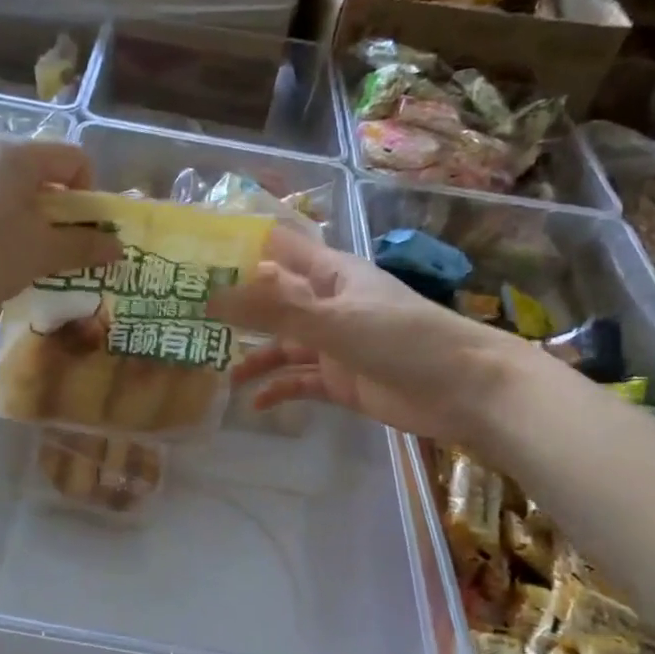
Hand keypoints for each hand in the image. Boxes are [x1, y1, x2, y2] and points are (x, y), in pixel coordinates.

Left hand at [0, 136, 120, 311]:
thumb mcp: (43, 253)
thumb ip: (84, 246)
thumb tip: (117, 247)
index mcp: (16, 154)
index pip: (73, 157)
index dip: (90, 193)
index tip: (85, 230)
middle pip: (40, 171)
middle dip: (60, 209)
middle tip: (60, 247)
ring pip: (10, 188)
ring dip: (30, 218)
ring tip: (26, 256)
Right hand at [212, 228, 534, 443]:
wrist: (463, 390)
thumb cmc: (401, 339)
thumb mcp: (331, 320)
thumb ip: (272, 309)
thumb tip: (211, 296)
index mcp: (330, 274)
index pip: (278, 249)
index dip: (241, 249)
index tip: (196, 257)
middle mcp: (328, 304)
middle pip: (273, 301)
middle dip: (237, 309)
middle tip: (191, 318)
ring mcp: (335, 344)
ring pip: (283, 345)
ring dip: (254, 356)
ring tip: (221, 372)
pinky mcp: (341, 381)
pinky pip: (300, 382)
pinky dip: (278, 390)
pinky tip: (255, 405)